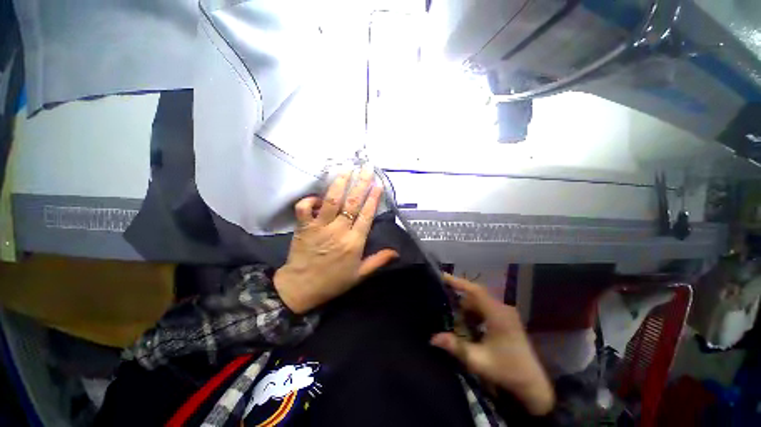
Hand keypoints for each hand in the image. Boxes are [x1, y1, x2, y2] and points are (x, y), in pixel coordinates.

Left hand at [274, 168, 398, 313]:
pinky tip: (318, 196)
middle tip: (366, 167)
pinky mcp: (304, 227)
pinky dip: (310, 199)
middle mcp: (339, 230)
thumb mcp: (360, 275)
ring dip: (340, 183)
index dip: (373, 198)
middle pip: (352, 203)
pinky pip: (304, 208)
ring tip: (347, 169)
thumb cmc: (333, 281)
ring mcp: (320, 227)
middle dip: (361, 183)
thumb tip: (397, 252)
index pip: (366, 215)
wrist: (301, 288)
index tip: (378, 183)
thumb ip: (378, 261)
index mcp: (354, 242)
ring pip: (331, 200)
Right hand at [431, 274, 554, 415]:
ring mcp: (506, 313)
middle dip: (460, 301)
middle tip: (444, 307)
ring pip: (480, 303)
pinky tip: (470, 328)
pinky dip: (475, 315)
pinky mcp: (507, 319)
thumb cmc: (507, 371)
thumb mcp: (479, 361)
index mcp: (498, 315)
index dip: (458, 282)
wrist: (533, 385)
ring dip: (467, 310)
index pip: (475, 291)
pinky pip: (485, 309)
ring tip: (455, 321)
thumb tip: (433, 338)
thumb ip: (456, 347)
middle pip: (476, 296)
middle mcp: (503, 309)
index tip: (442, 276)